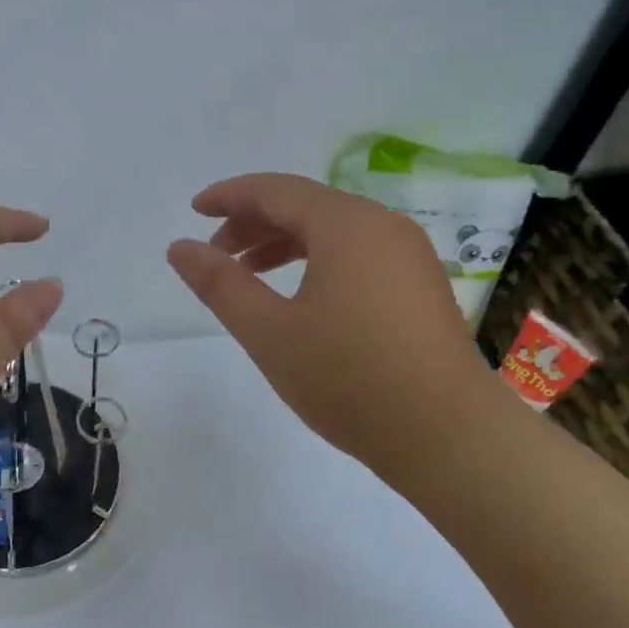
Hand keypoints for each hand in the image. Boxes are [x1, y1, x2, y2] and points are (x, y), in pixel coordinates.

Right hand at [167, 173, 500, 478]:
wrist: (449, 437)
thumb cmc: (350, 379)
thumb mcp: (269, 332)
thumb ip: (220, 284)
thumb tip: (179, 247)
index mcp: (346, 224)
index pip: (276, 190)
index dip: (230, 196)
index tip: (194, 211)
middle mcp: (382, 225)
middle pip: (306, 206)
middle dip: (254, 223)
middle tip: (216, 255)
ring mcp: (408, 254)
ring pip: (333, 231)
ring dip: (284, 243)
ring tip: (249, 276)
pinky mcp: (420, 284)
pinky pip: (357, 253)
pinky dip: (317, 261)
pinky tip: (299, 296)